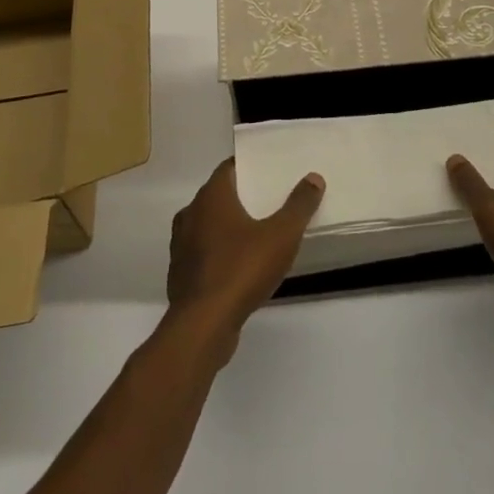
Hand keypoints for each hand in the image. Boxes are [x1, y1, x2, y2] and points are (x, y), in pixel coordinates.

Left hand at [166, 159, 324, 353]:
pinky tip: (237, 267)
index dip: (247, 167)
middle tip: (267, 201)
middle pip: (217, 196)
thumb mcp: (281, 235)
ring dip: (226, 228)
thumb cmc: (241, 269)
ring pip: (207, 226)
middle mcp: (190, 214)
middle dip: (240, 197)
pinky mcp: (180, 275)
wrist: (202, 326)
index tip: (266, 171)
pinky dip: (217, 254)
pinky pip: (202, 254)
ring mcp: (181, 246)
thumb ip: (299, 205)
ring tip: (255, 234)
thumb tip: (313, 178)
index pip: (228, 168)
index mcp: (211, 197)